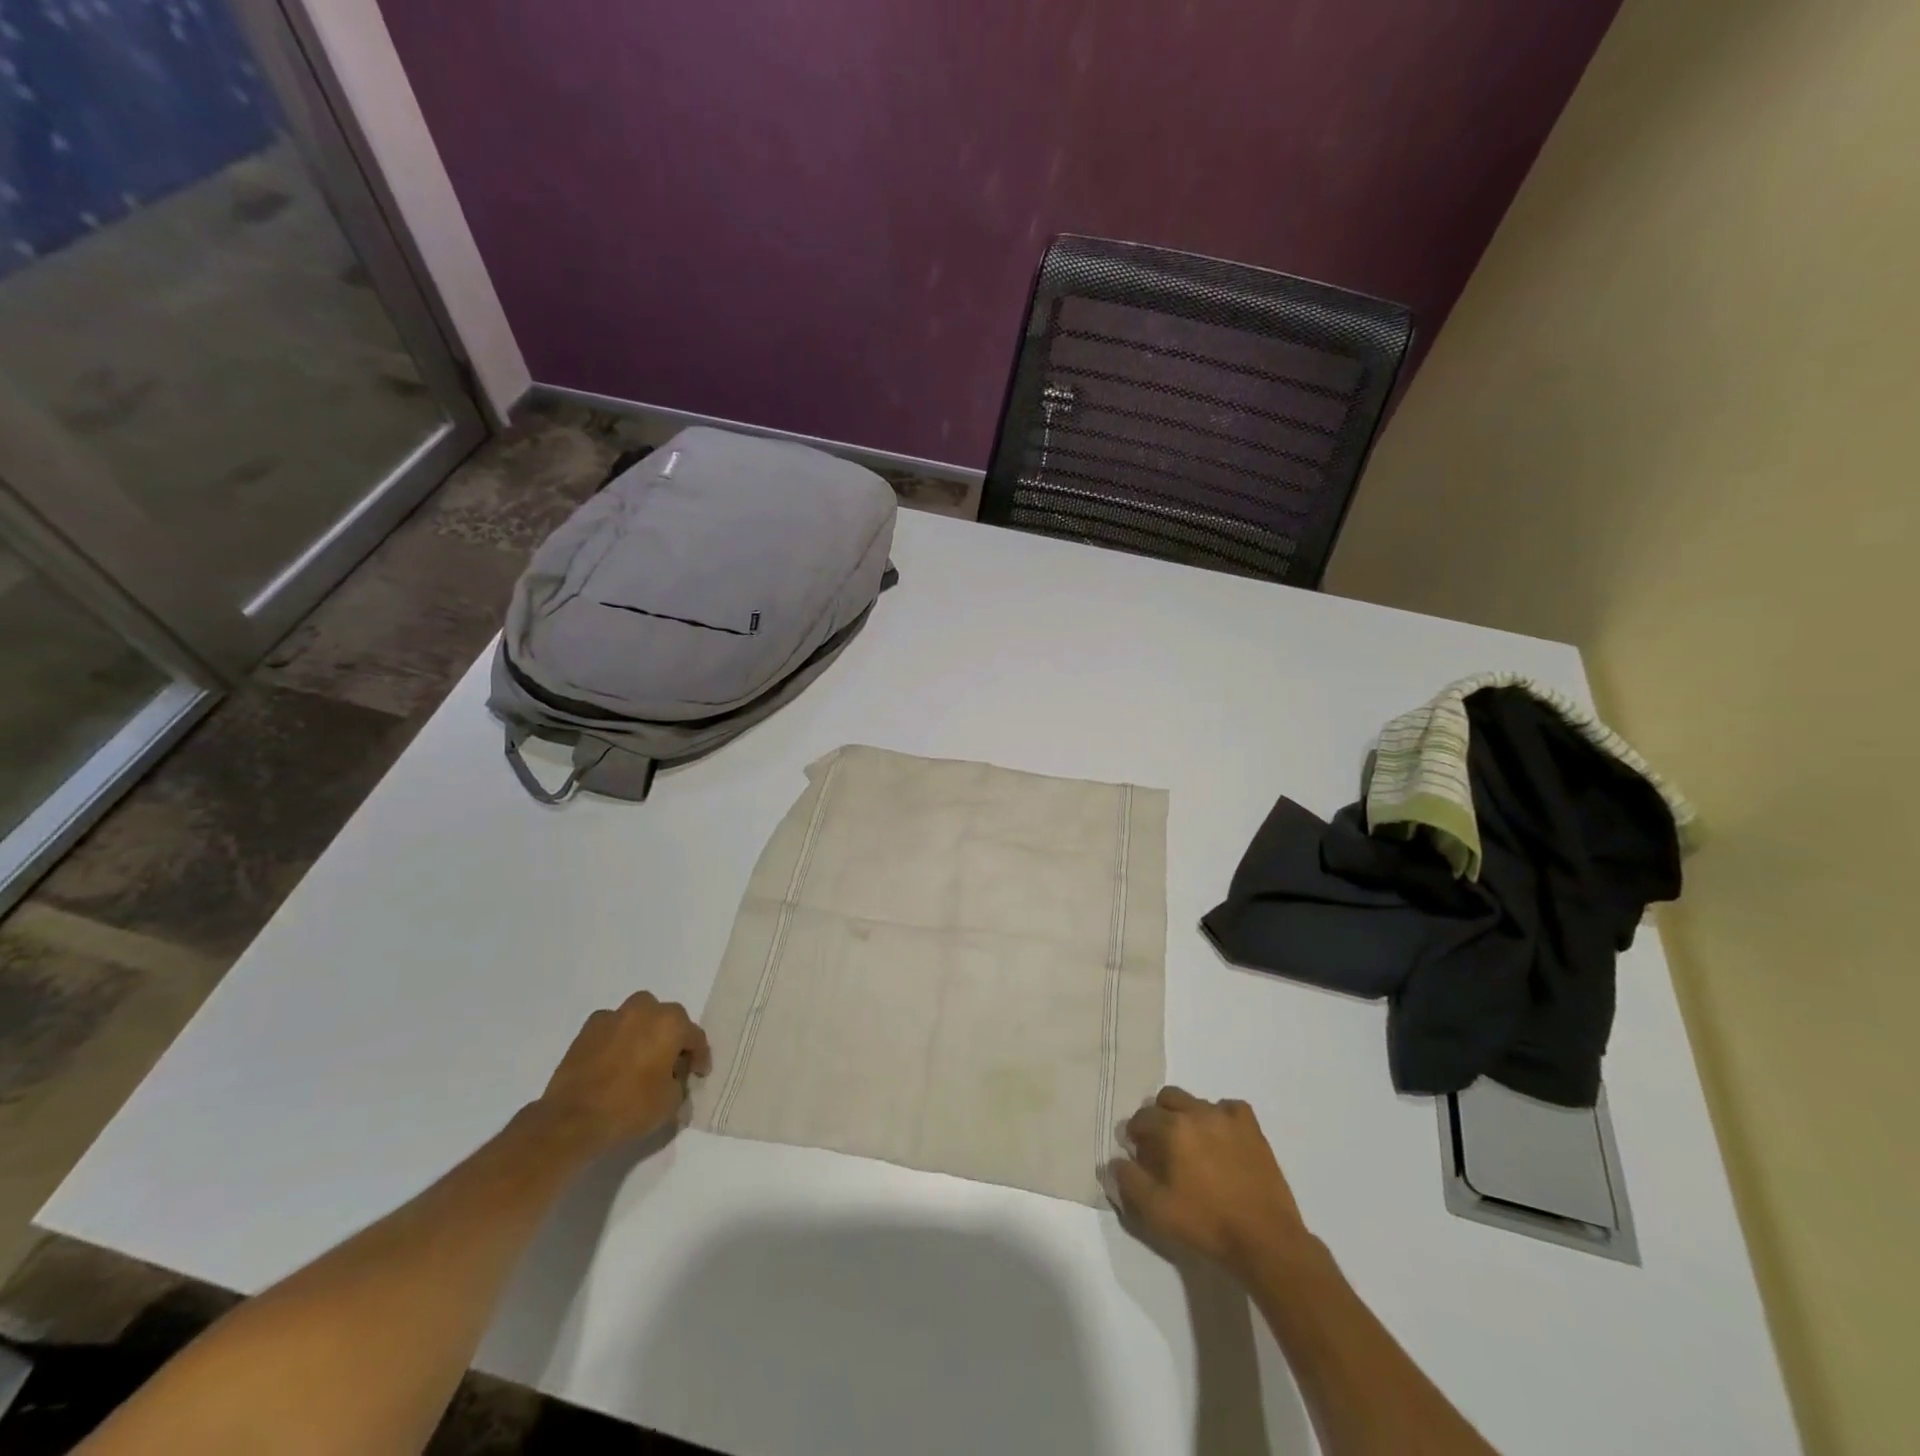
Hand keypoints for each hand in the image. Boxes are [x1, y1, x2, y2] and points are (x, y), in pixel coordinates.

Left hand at [532, 992, 711, 1157]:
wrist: (572, 1120)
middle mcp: (645, 1010)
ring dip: (645, 1031)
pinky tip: (614, 1061)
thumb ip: (679, 1085)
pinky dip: (617, 1038)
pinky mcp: (588, 1029)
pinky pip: (612, 1027)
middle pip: (668, 1019)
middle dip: (672, 1038)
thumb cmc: (630, 1108)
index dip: (700, 1057)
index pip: (695, 1037)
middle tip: (671, 1064)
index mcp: (671, 1024)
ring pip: (639, 1016)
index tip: (699, 1074)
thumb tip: (674, 1081)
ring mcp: (614, 1016)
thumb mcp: (670, 1104)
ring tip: (640, 1058)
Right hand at [1108, 1086, 1313, 1280]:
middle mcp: (1198, 1112)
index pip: (1142, 1117)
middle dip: (1158, 1116)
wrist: (1265, 1240)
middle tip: (1162, 1145)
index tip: (1137, 1152)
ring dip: (1188, 1117)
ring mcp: (1228, 1117)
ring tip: (1193, 1147)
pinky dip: (1221, 1118)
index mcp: (1172, 1128)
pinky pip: (1230, 1109)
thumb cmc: (1206, 1224)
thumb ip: (1129, 1181)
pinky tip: (1222, 1139)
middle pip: (1167, 1098)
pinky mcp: (1252, 1128)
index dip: (1135, 1133)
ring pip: (1197, 1102)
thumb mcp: (1156, 1211)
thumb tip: (1115, 1160)